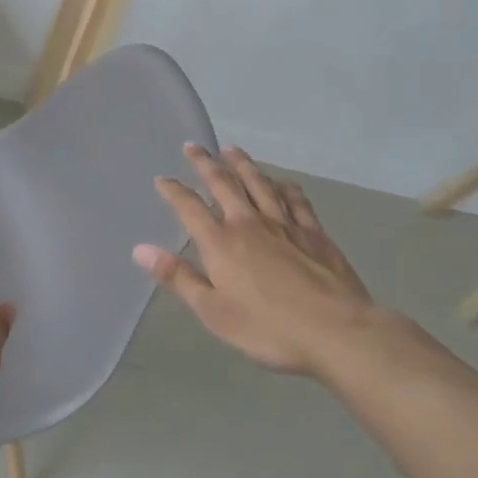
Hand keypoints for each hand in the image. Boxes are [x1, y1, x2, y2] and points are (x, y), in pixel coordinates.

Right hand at [133, 145, 375, 376]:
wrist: (337, 332)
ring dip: (243, 165)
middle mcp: (248, 223)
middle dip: (205, 164)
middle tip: (193, 146)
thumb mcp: (213, 312)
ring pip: (259, 184)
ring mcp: (284, 224)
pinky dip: (285, 186)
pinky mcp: (314, 233)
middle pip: (223, 184)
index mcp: (221, 242)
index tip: (162, 179)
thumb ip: (178, 277)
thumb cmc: (268, 328)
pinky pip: (296, 200)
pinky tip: (281, 181)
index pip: (190, 207)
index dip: (174, 191)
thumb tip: (140, 249)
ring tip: (232, 150)